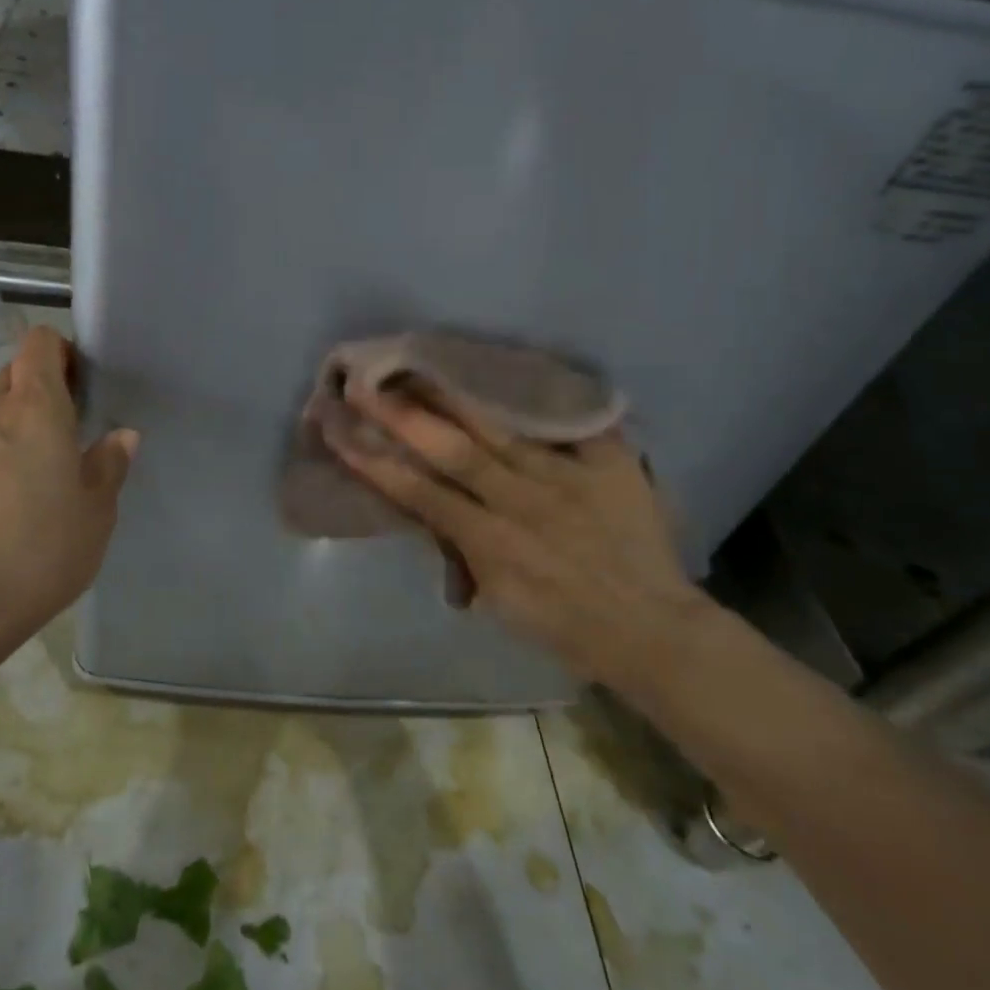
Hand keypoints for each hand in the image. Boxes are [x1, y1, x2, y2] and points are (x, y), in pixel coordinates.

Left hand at [0, 326, 137, 644]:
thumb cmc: (45, 549)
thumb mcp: (97, 511)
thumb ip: (109, 464)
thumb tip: (121, 436)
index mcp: (34, 411)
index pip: (39, 344)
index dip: (60, 353)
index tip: (78, 387)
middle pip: (10, 378)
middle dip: (36, 394)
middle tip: (61, 439)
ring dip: (7, 434)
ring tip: (27, 484)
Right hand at [321, 380, 715, 691]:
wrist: (651, 628)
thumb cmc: (564, 624)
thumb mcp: (499, 600)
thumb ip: (463, 550)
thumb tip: (432, 511)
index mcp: (491, 542)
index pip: (419, 491)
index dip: (373, 459)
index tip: (338, 429)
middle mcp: (523, 501)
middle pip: (453, 449)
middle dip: (403, 415)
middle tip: (364, 382)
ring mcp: (569, 476)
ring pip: (502, 425)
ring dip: (455, 393)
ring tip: (420, 361)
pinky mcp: (612, 462)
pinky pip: (573, 418)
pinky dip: (541, 393)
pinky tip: (509, 366)